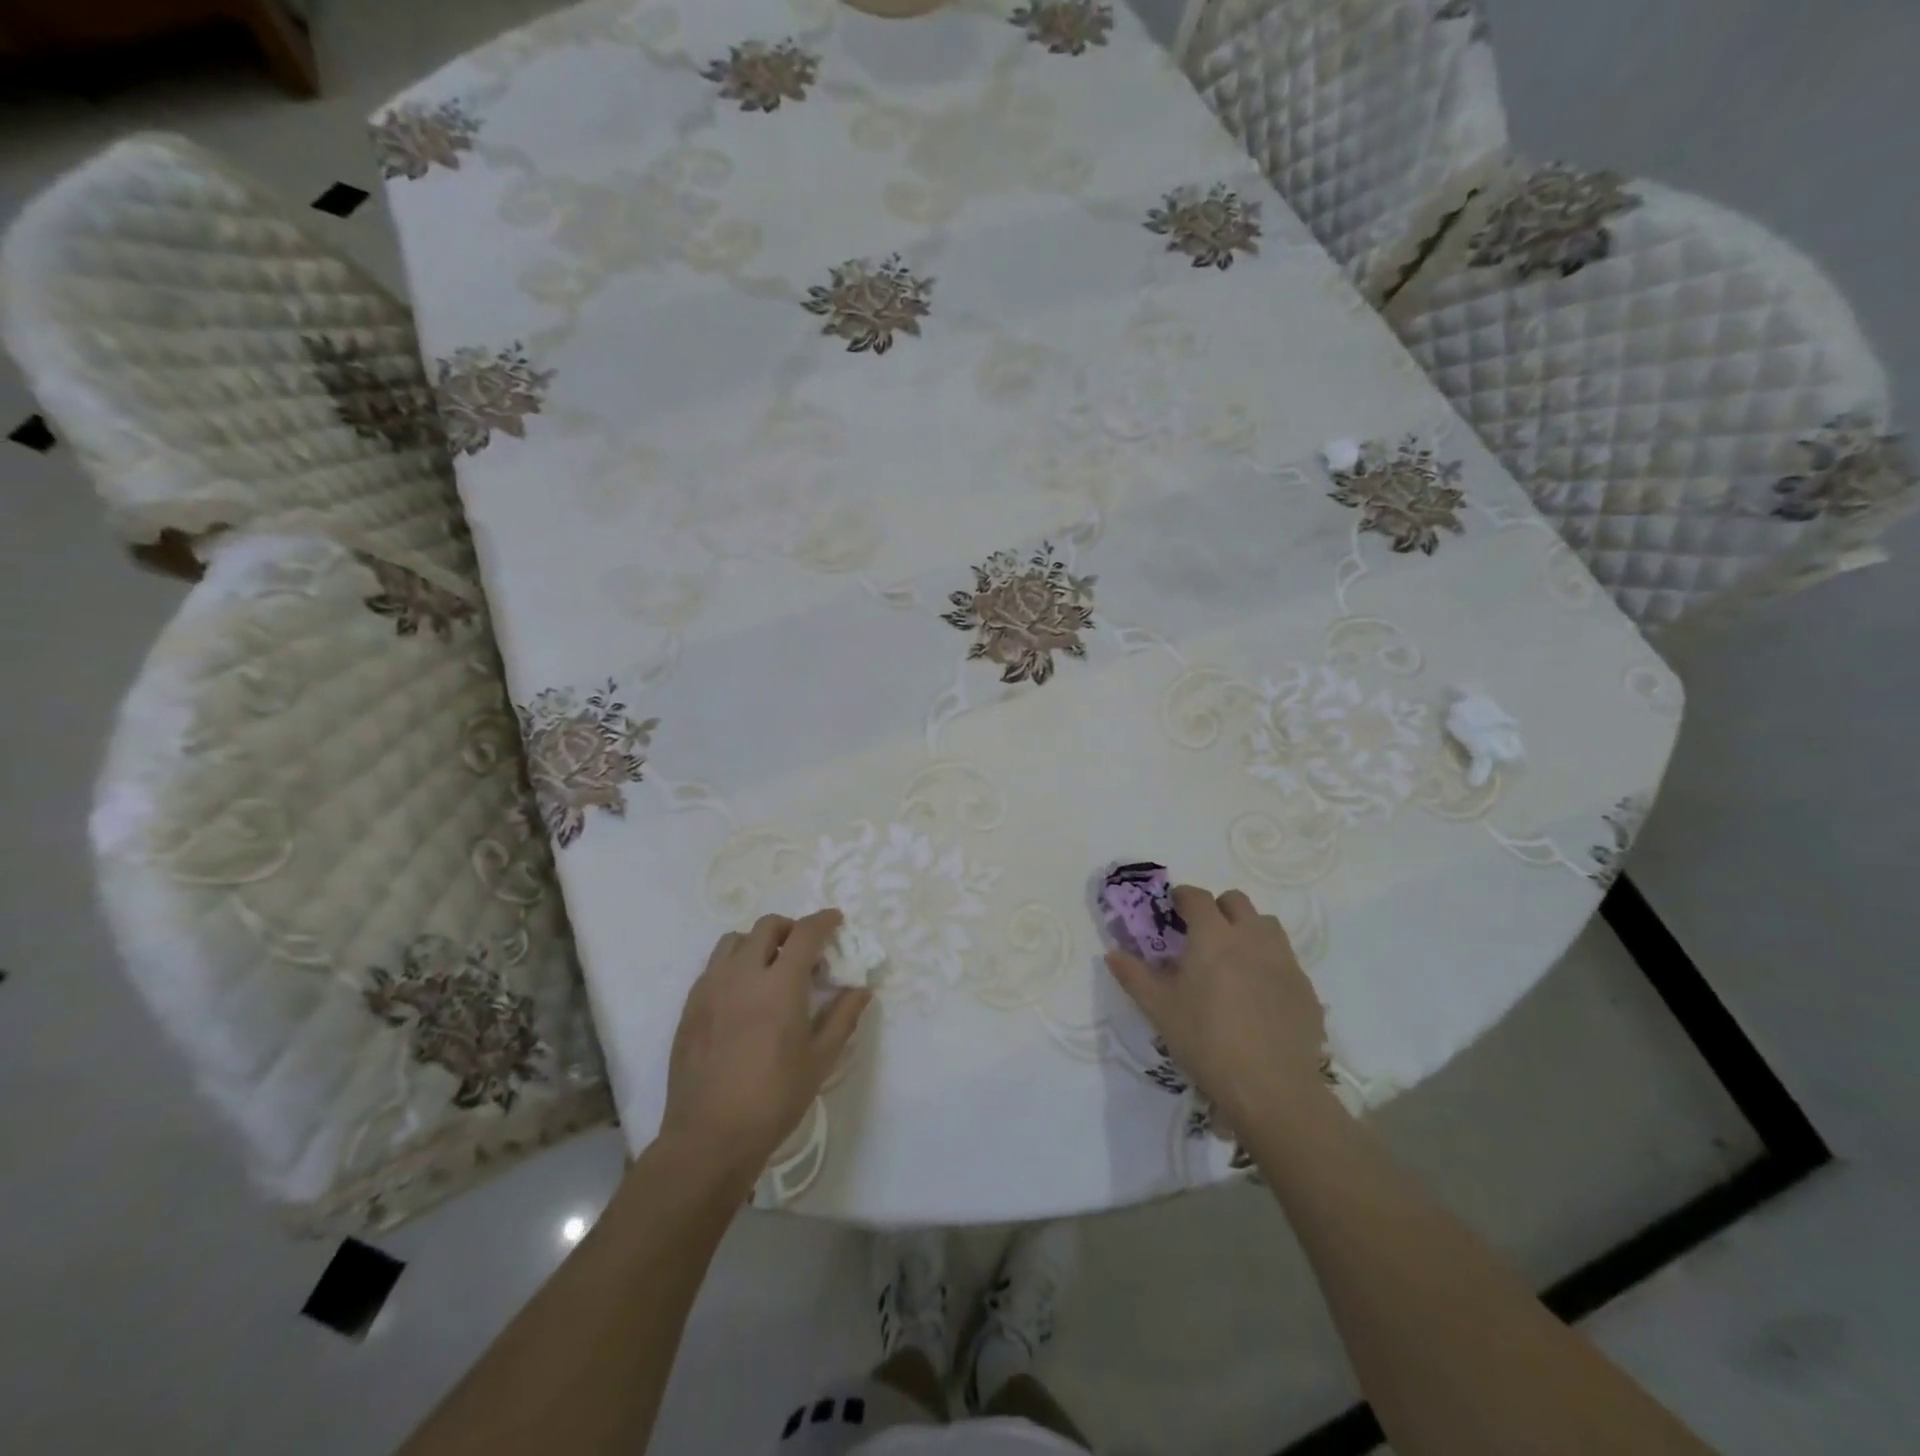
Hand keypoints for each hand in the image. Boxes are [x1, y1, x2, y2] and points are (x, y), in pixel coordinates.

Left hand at [662, 910, 871, 1185]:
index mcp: (780, 984)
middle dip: (790, 928)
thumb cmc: (774, 1098)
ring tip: (769, 966)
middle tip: (804, 949)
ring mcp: (711, 988)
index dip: (823, 921)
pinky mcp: (690, 1006)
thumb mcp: (820, 1060)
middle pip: (766, 927)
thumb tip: (862, 989)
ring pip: (733, 940)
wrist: (709, 1136)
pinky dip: (733, 964)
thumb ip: (843, 1017)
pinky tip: (742, 993)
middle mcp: (743, 974)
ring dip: (757, 942)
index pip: (804, 933)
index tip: (835, 920)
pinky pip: (713, 967)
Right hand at [1105, 886, 1328, 1129]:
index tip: (1172, 910)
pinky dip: (1268, 962)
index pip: (1197, 897)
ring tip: (1233, 958)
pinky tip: (1258, 993)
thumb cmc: (1206, 1041)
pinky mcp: (1305, 987)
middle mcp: (1251, 937)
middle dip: (1217, 909)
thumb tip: (1112, 954)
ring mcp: (1283, 960)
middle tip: (1201, 935)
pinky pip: (1285, 959)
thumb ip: (1133, 976)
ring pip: (1266, 925)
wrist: (1271, 1088)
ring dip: (1247, 929)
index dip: (1182, 897)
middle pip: (1236, 902)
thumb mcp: (1159, 1009)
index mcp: (1213, 935)